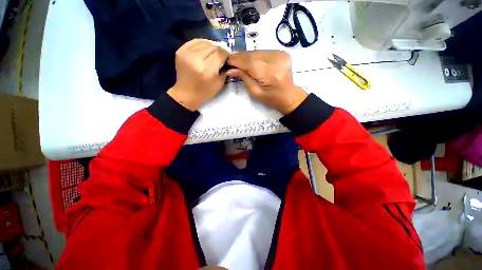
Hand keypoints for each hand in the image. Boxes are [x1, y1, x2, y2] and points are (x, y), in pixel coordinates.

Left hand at [167, 39, 228, 110]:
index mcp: (206, 69)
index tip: (228, 58)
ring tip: (213, 54)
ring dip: (211, 47)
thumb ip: (224, 70)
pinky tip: (205, 50)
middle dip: (219, 50)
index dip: (226, 54)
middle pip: (213, 46)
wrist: (186, 93)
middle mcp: (196, 58)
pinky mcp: (181, 50)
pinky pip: (195, 41)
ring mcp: (186, 53)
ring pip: (204, 42)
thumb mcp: (219, 84)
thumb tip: (226, 59)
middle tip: (221, 56)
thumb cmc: (204, 91)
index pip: (220, 53)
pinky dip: (203, 44)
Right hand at [226, 50, 307, 113]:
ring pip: (257, 51)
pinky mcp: (282, 52)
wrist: (289, 96)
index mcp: (270, 74)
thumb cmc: (271, 98)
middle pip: (253, 54)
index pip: (250, 62)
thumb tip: (231, 69)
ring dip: (247, 55)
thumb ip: (244, 78)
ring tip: (238, 61)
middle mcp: (276, 61)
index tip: (227, 60)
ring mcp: (281, 54)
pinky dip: (255, 55)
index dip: (237, 60)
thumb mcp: (255, 93)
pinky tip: (250, 60)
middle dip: (240, 57)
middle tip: (231, 60)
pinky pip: (263, 51)